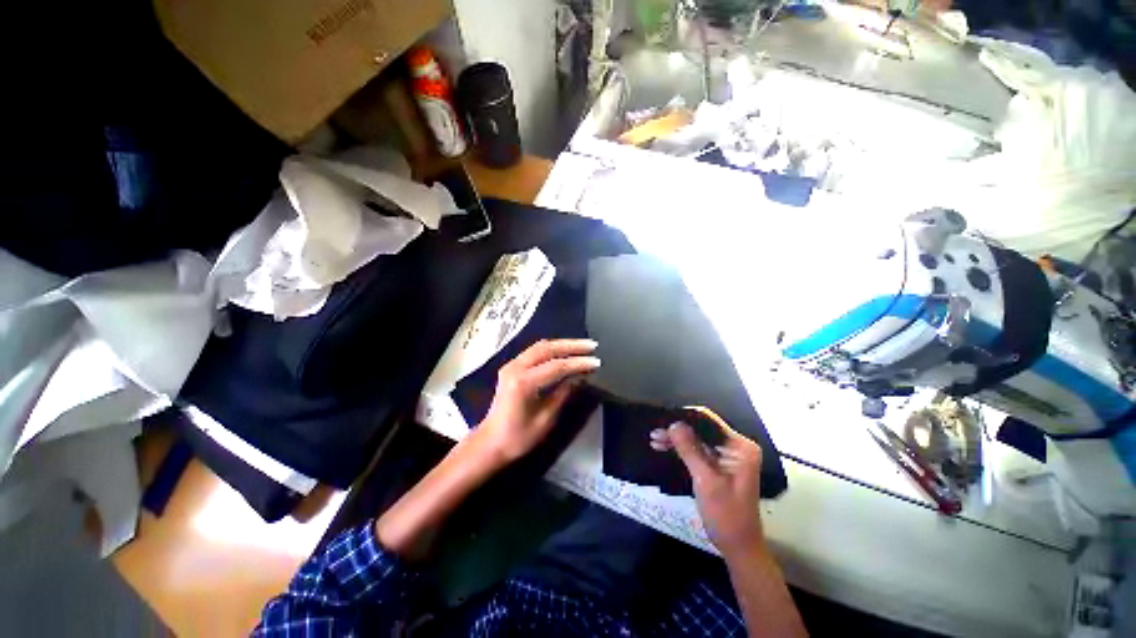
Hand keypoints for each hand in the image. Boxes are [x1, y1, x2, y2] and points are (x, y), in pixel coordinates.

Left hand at [472, 339, 599, 464]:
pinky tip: (564, 351)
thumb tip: (580, 378)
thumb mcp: (545, 420)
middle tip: (592, 345)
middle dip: (572, 346)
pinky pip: (534, 351)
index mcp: (523, 382)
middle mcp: (515, 368)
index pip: (557, 366)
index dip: (578, 363)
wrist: (489, 443)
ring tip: (582, 346)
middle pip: (547, 348)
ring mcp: (511, 365)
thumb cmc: (518, 438)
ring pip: (540, 346)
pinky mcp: (511, 367)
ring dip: (562, 344)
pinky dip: (552, 349)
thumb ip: (563, 394)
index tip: (597, 362)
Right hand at [650, 412, 764, 556]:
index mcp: (739, 447)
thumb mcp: (705, 480)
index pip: (709, 421)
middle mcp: (735, 447)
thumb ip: (690, 449)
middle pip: (702, 429)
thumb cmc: (726, 515)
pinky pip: (697, 450)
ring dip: (676, 440)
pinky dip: (681, 450)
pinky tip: (663, 448)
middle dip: (678, 430)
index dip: (686, 417)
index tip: (664, 418)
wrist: (738, 547)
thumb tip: (673, 423)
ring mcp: (727, 456)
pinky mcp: (718, 465)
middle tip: (655, 432)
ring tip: (654, 439)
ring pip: (697, 439)